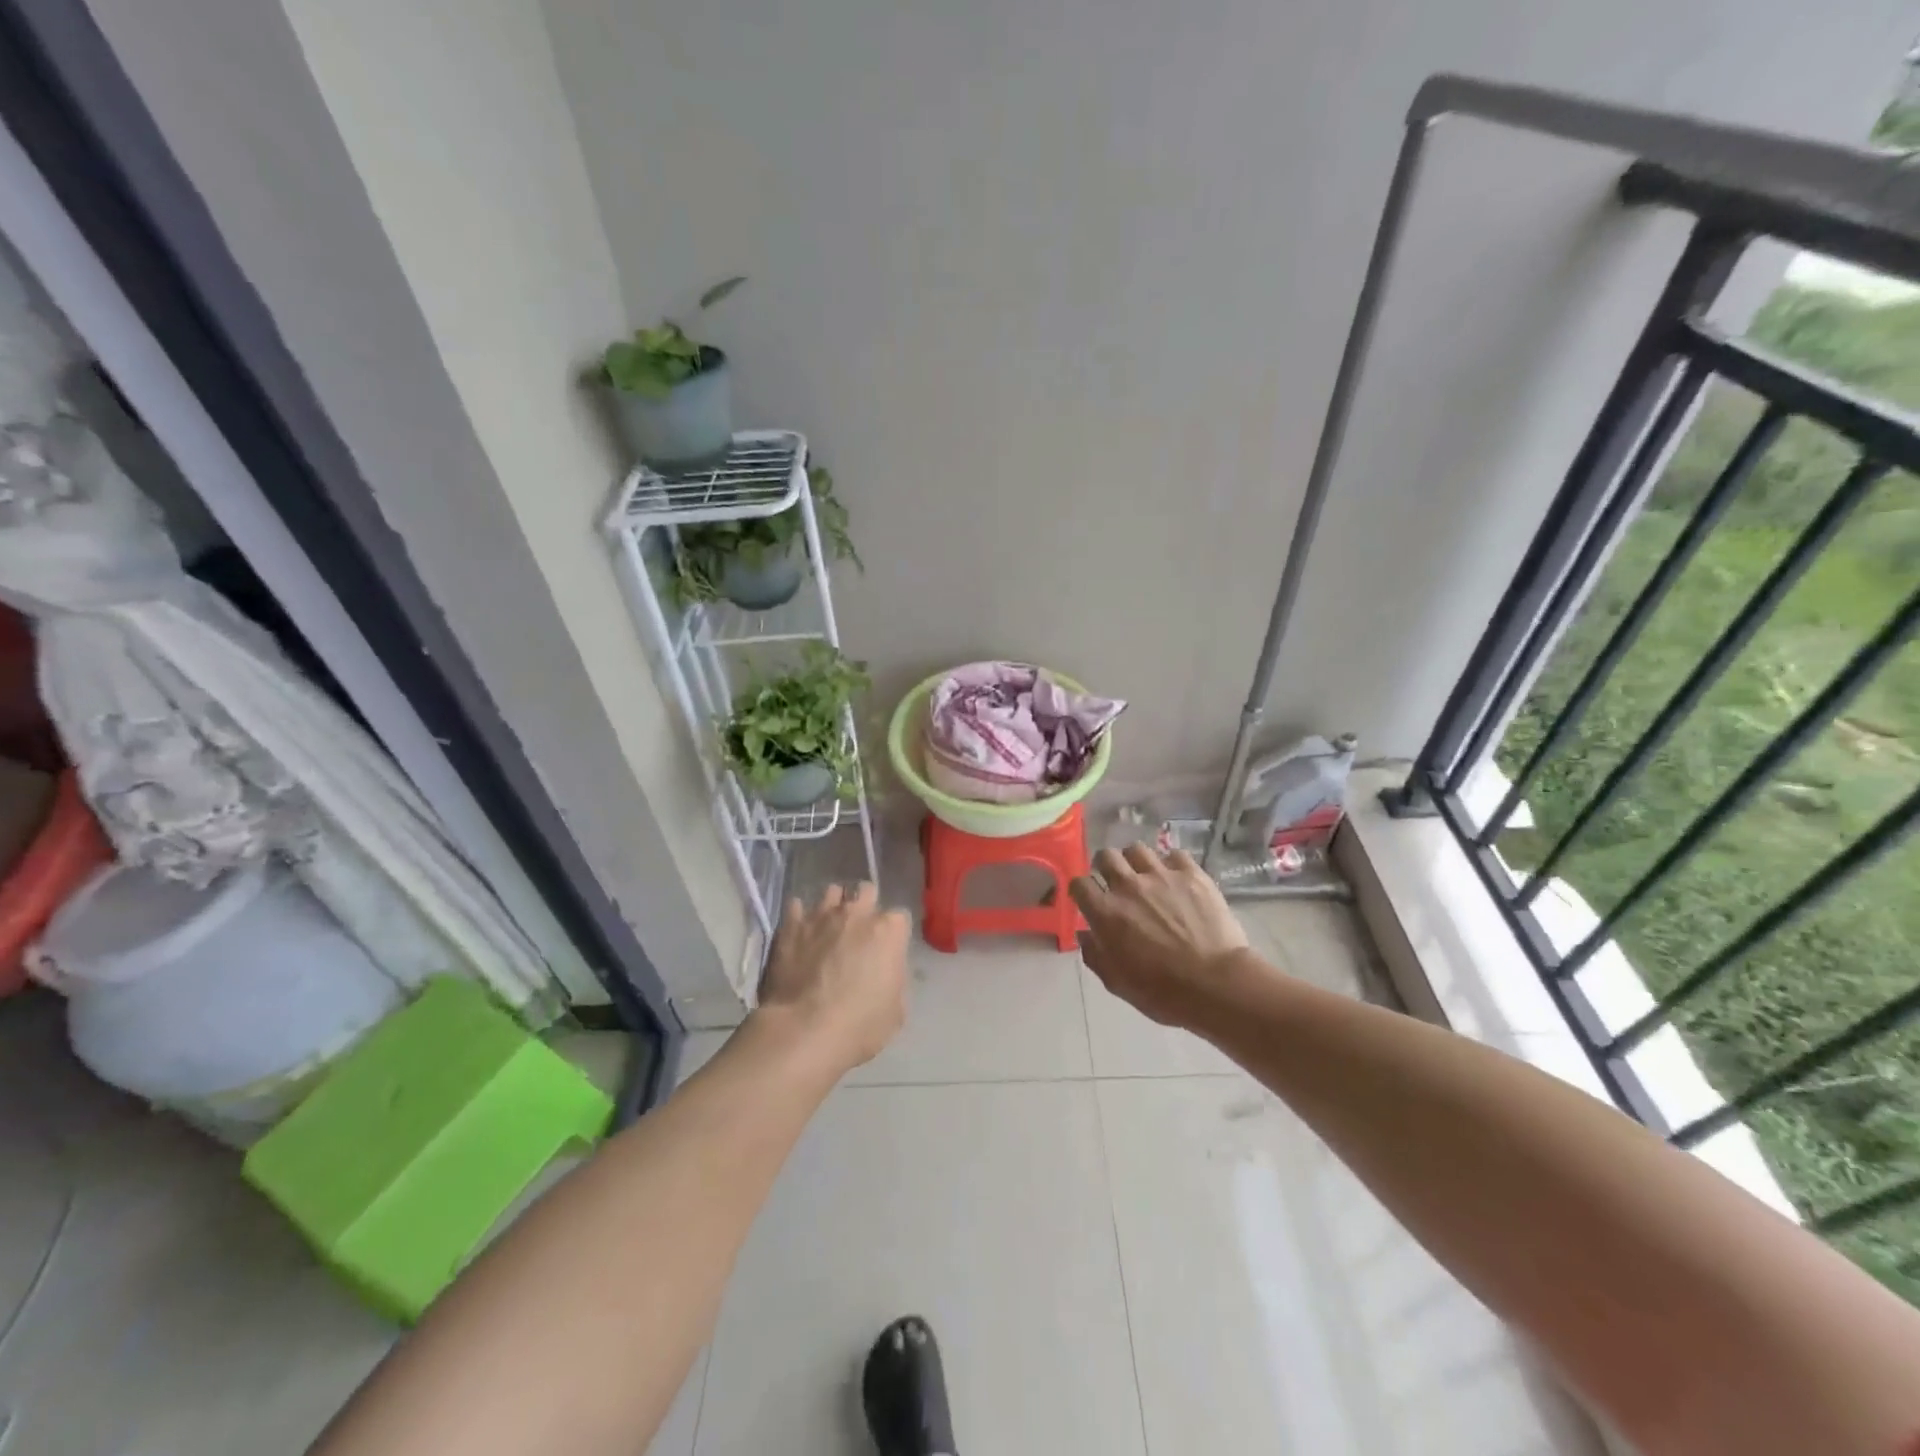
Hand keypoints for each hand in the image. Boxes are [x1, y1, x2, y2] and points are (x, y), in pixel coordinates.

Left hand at [755, 884, 909, 1074]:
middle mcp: (857, 913)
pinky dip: (801, 917)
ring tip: (828, 927)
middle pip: (866, 891)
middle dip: (866, 906)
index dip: (893, 934)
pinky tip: (800, 933)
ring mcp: (821, 915)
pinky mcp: (791, 925)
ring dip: (834, 906)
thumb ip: (893, 979)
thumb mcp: (895, 1011)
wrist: (803, 1030)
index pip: (899, 918)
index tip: (887, 950)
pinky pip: (797, 906)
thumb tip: (884, 971)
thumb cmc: (859, 1025)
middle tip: (859, 931)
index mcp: (888, 931)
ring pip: (832, 892)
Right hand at [1071, 844, 1250, 1027]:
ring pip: (1137, 849)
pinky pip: (1175, 854)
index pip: (1080, 884)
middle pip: (1106, 856)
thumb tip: (1085, 935)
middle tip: (1115, 882)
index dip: (1081, 890)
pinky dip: (1171, 864)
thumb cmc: (1163, 992)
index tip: (1088, 899)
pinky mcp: (1192, 875)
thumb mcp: (1117, 983)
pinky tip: (1176, 878)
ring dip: (1135, 861)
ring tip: (1145, 875)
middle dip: (1105, 867)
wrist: (1216, 984)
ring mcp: (1161, 876)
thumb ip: (1095, 955)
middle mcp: (1128, 886)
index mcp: (1106, 912)